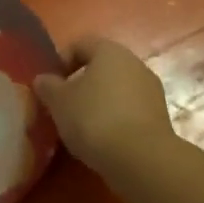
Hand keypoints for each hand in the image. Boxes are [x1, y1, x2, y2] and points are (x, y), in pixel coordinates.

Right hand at [33, 37, 175, 175]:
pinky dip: (115, 118)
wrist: (141, 158)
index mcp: (109, 51)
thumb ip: (48, 86)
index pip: (80, 44)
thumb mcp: (59, 102)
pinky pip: (130, 109)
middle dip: (81, 83)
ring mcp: (151, 89)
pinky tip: (103, 138)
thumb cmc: (94, 119)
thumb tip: (44, 79)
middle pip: (101, 66)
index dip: (61, 61)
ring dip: (99, 101)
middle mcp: (134, 63)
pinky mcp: (159, 115)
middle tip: (63, 105)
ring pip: (117, 88)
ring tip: (82, 126)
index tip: (50, 85)